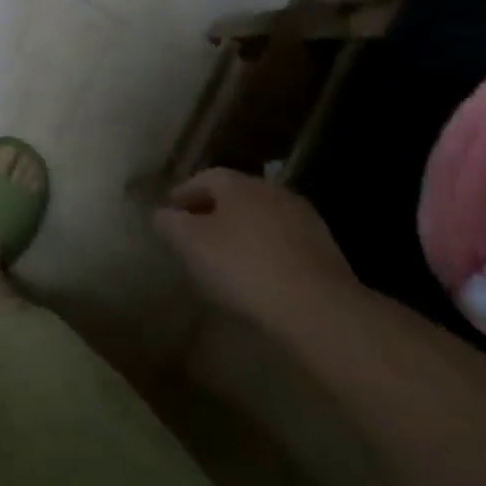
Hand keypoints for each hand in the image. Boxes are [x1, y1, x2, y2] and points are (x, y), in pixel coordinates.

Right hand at [153, 168, 354, 325]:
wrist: (317, 307)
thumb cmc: (243, 266)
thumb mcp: (191, 244)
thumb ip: (170, 223)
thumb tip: (161, 213)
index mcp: (239, 184)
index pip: (205, 177)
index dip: (184, 193)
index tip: (170, 212)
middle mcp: (272, 191)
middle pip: (236, 195)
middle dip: (213, 210)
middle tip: (195, 233)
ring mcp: (303, 219)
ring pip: (261, 217)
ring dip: (242, 230)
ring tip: (225, 255)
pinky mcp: (324, 249)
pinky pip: (282, 241)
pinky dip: (265, 249)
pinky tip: (258, 273)